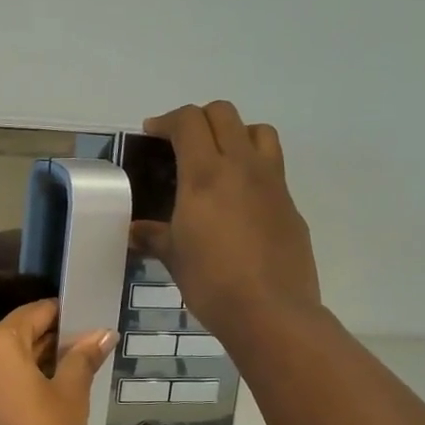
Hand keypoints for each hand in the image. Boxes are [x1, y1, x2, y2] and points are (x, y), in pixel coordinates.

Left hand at [0, 299, 116, 424]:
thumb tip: (103, 334)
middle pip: (12, 337)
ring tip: (61, 379)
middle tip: (80, 354)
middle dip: (45, 343)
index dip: (61, 315)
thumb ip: (83, 358)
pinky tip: (33, 403)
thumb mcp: (71, 393)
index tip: (84, 323)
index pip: (32, 314)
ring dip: (26, 366)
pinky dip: (7, 387)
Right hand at [132, 101, 321, 340]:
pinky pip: (272, 167)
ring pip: (258, 131)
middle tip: (182, 144)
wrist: (271, 311)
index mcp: (205, 174)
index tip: (153, 134)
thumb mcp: (174, 257)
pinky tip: (239, 200)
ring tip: (219, 159)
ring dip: (235, 133)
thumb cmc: (211, 282)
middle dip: (198, 119)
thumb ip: (153, 236)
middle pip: (224, 114)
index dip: (167, 120)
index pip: (188, 121)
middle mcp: (242, 166)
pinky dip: (252, 167)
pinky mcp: (290, 203)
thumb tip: (134, 232)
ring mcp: (272, 182)